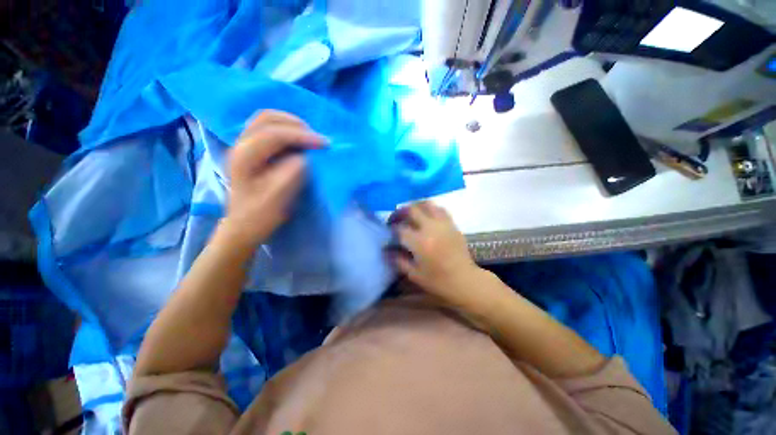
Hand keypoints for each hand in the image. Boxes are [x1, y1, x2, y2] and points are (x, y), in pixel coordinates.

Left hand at [224, 110, 326, 246]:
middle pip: (267, 118)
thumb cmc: (261, 214)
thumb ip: (294, 171)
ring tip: (310, 137)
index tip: (325, 144)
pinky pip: (268, 128)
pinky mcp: (251, 149)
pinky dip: (286, 129)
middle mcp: (240, 144)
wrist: (244, 224)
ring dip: (291, 124)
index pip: (274, 134)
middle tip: (318, 139)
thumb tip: (306, 156)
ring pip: (267, 120)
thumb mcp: (280, 196)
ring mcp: (244, 145)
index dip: (302, 136)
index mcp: (245, 156)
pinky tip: (298, 140)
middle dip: (297, 124)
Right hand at [389, 201, 483, 307]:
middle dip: (400, 212)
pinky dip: (430, 209)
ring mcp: (443, 224)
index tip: (389, 232)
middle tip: (396, 219)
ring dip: (416, 207)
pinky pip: (440, 209)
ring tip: (411, 214)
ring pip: (427, 204)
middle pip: (412, 209)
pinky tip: (427, 216)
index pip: (400, 228)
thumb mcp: (414, 274)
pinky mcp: (452, 224)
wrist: (465, 280)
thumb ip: (398, 260)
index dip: (392, 229)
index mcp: (419, 242)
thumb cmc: (438, 281)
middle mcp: (430, 228)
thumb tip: (386, 250)